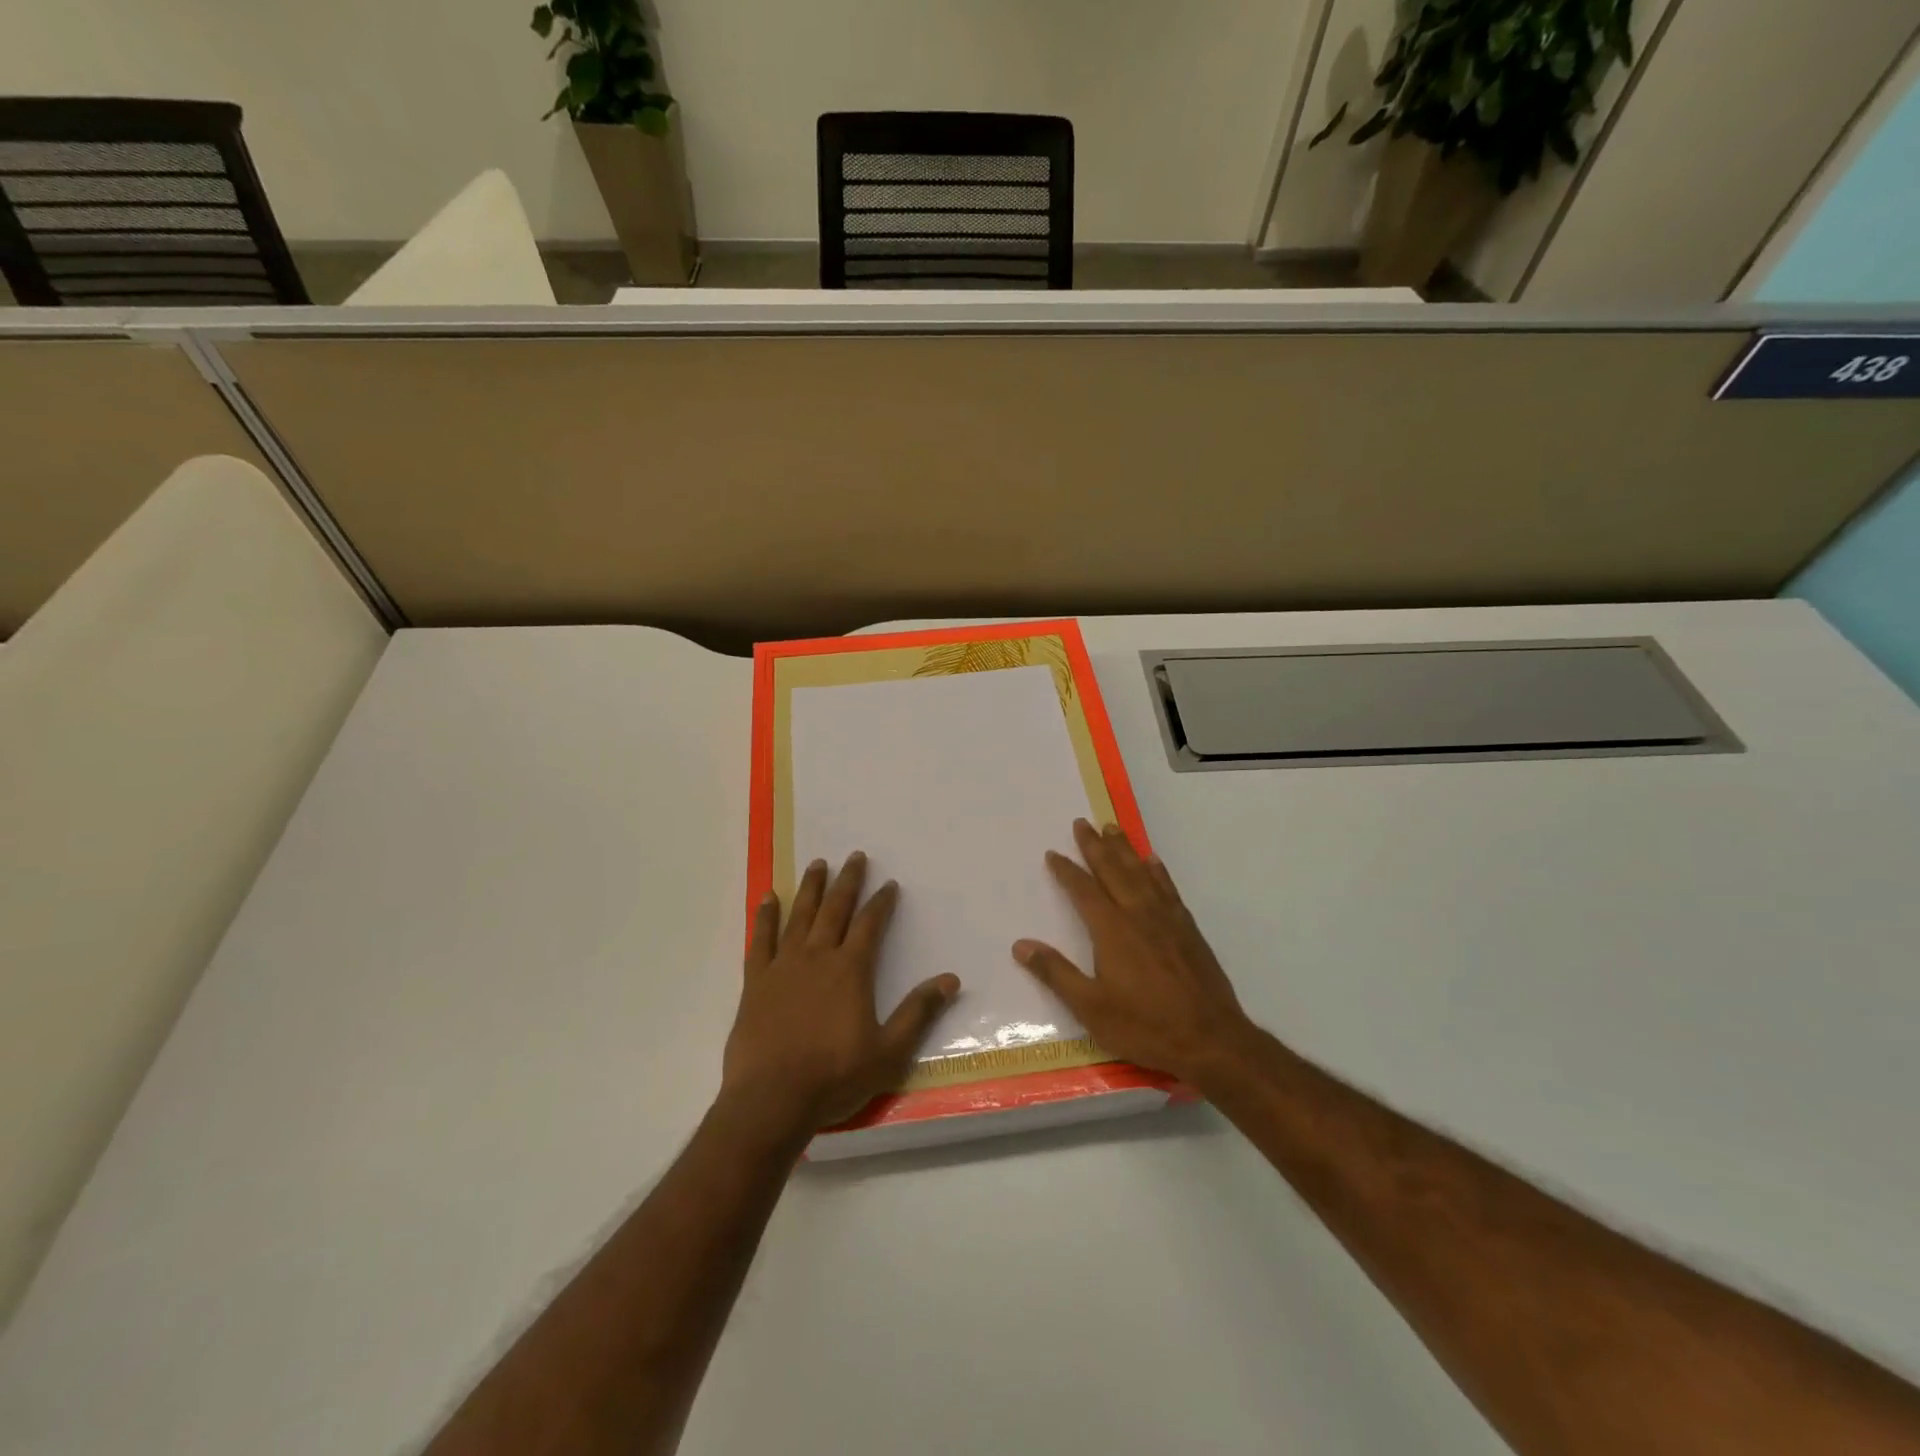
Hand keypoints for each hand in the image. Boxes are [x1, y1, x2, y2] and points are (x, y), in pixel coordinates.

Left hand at [723, 852, 960, 1136]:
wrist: (771, 1101)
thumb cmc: (834, 1077)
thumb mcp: (889, 1051)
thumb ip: (918, 1012)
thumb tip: (951, 979)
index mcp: (850, 970)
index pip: (870, 924)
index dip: (881, 902)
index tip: (889, 884)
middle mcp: (817, 957)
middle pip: (835, 909)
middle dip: (848, 882)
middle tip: (854, 856)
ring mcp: (783, 966)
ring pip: (799, 916)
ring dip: (811, 888)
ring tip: (818, 864)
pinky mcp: (756, 982)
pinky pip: (760, 940)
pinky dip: (765, 917)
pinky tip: (768, 897)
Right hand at [1013, 819, 1254, 1088]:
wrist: (1209, 1038)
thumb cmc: (1144, 1025)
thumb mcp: (1091, 1007)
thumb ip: (1056, 973)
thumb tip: (1021, 945)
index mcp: (1111, 929)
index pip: (1083, 890)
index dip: (1066, 871)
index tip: (1053, 853)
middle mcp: (1138, 913)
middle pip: (1113, 870)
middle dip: (1095, 846)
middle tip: (1082, 823)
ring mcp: (1166, 918)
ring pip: (1141, 872)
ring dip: (1124, 849)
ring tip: (1112, 828)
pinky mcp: (1187, 928)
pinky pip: (1168, 887)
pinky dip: (1157, 870)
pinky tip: (1152, 861)